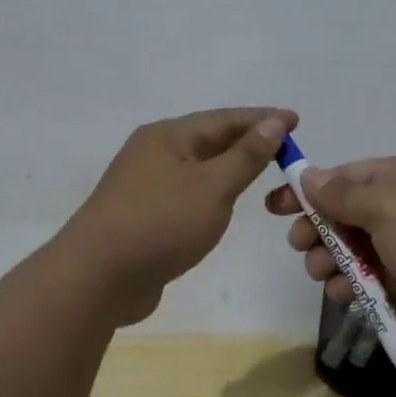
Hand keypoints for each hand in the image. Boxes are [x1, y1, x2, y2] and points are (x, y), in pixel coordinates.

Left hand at [67, 107, 297, 324]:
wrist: (99, 277)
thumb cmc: (161, 223)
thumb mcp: (213, 187)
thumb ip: (246, 155)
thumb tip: (274, 122)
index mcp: (167, 136)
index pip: (224, 119)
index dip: (262, 119)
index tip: (296, 120)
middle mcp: (152, 153)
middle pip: (208, 140)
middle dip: (246, 141)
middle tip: (285, 147)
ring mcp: (144, 186)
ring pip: (196, 168)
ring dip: (227, 167)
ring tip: (260, 170)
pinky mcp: (142, 216)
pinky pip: (186, 194)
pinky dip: (210, 193)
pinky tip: (223, 204)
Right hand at [264, 154, 395, 354]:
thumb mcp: (388, 206)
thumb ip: (343, 194)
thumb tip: (310, 176)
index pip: (345, 177)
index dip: (309, 190)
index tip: (275, 207)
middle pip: (346, 215)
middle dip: (318, 230)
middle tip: (300, 246)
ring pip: (354, 251)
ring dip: (331, 261)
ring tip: (322, 275)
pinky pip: (370, 281)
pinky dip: (353, 286)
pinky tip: (344, 295)